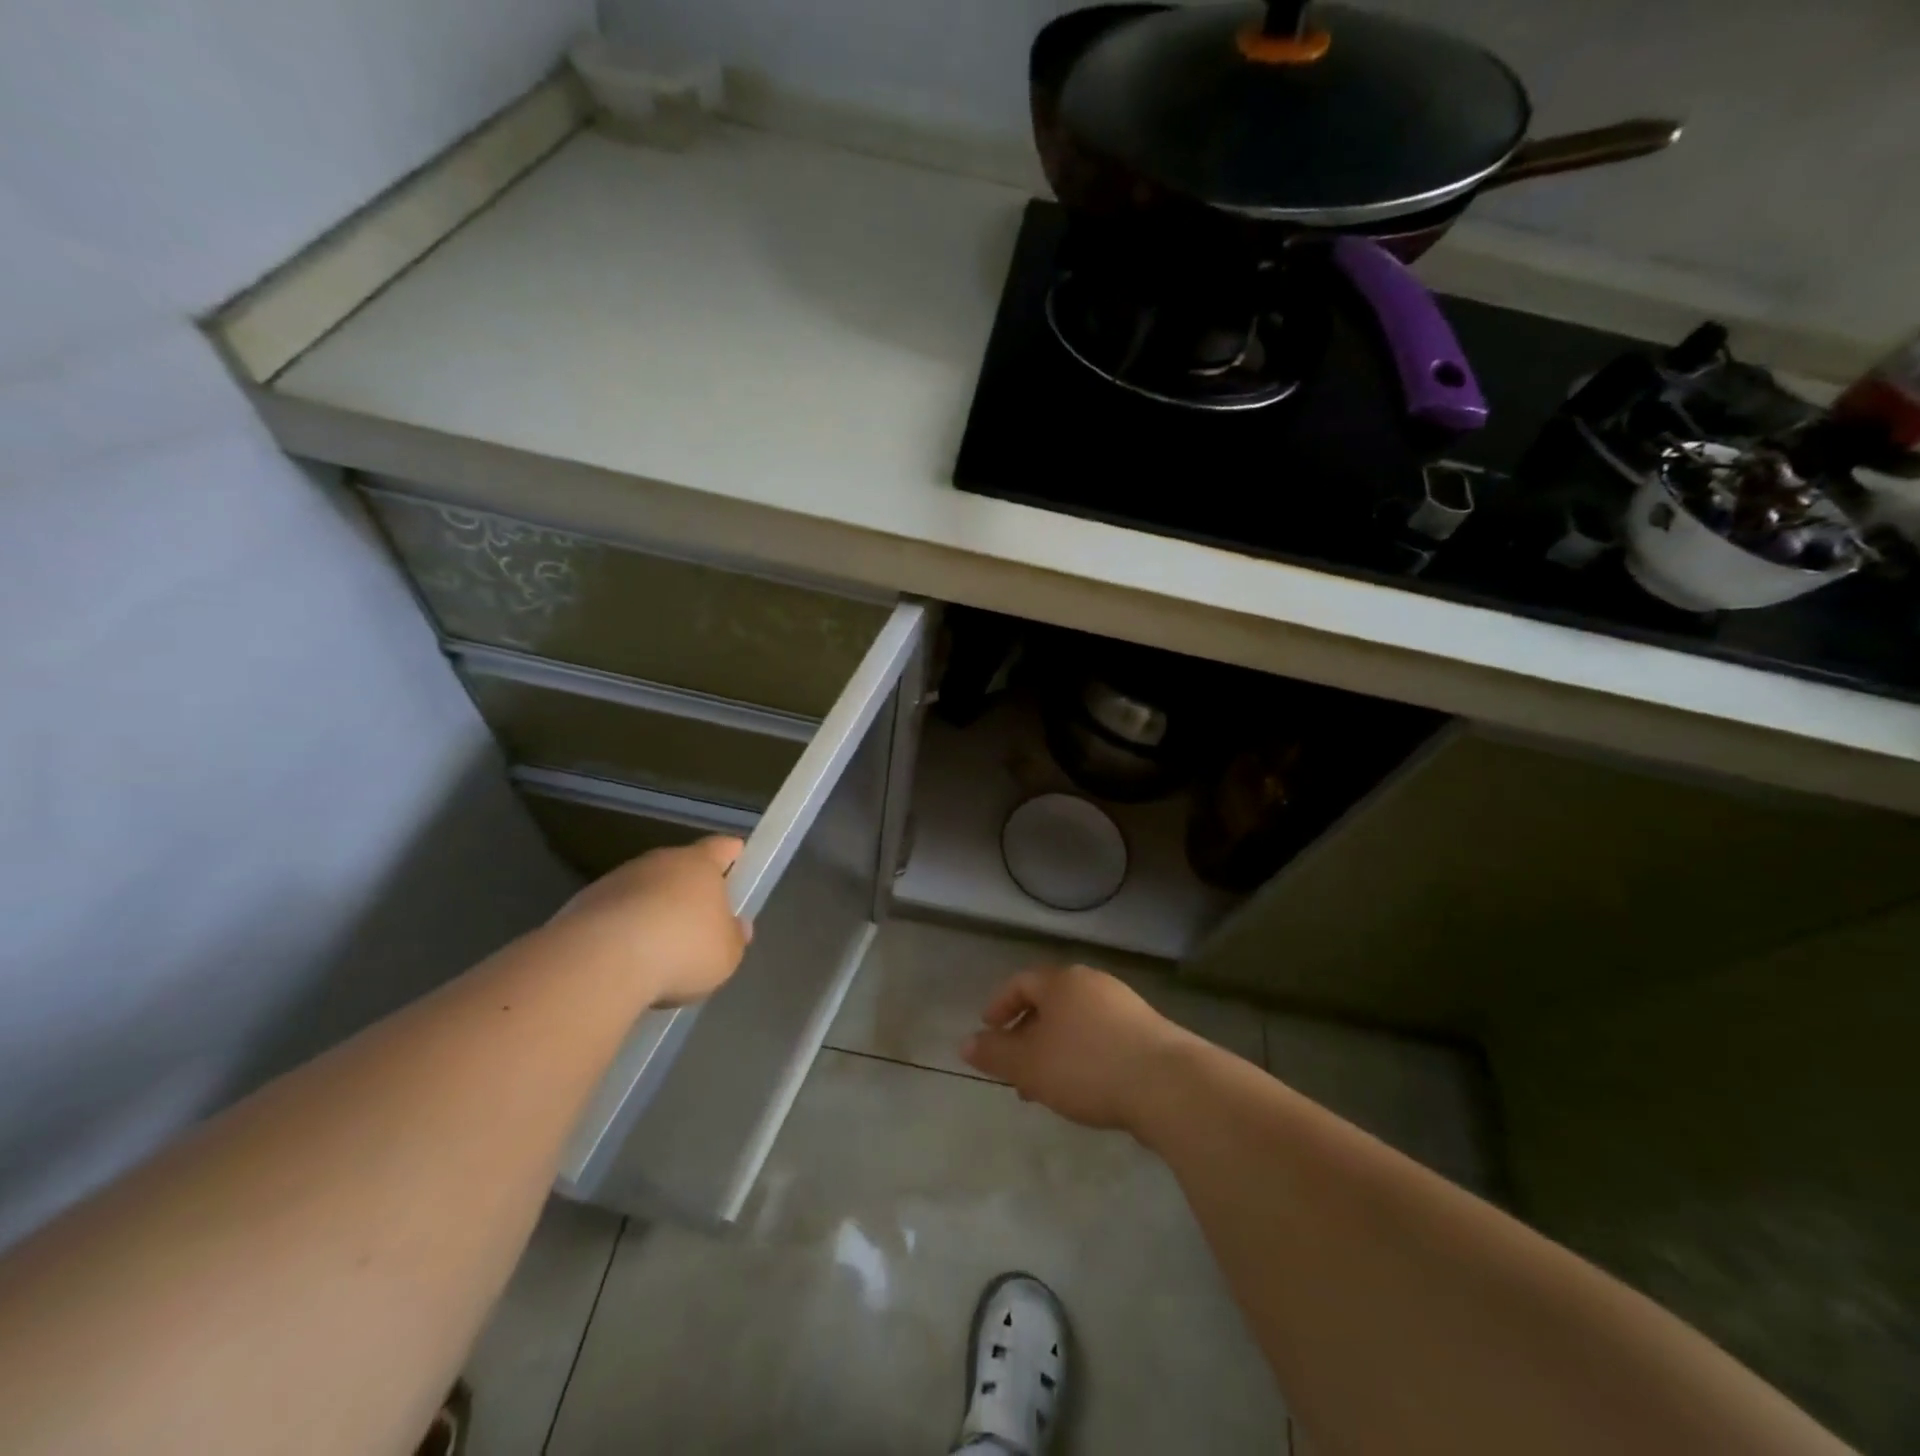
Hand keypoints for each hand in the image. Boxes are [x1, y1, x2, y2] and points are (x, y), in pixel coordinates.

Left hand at [555, 836, 750, 1004]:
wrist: (600, 961)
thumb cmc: (682, 949)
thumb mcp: (726, 954)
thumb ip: (733, 938)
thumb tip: (735, 926)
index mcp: (699, 864)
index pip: (720, 847)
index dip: (731, 854)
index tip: (737, 861)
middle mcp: (658, 862)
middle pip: (679, 868)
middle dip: (688, 890)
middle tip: (698, 921)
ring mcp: (616, 881)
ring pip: (643, 890)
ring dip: (651, 911)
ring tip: (657, 951)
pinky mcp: (582, 905)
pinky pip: (613, 914)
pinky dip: (622, 931)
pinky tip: (625, 962)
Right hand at [961, 965, 1196, 1132]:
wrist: (1168, 1084)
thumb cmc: (1087, 1065)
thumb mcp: (1029, 1064)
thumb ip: (995, 1054)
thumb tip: (965, 1044)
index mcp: (1062, 982)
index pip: (1021, 983)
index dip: (1000, 1006)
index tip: (987, 1032)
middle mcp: (1093, 984)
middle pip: (1050, 1003)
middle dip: (1028, 1036)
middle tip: (1015, 1070)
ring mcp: (1125, 1006)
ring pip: (1076, 1024)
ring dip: (1055, 1051)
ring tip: (1046, 1089)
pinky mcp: (1149, 1033)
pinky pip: (1103, 1038)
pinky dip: (1084, 1057)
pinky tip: (1085, 1090)